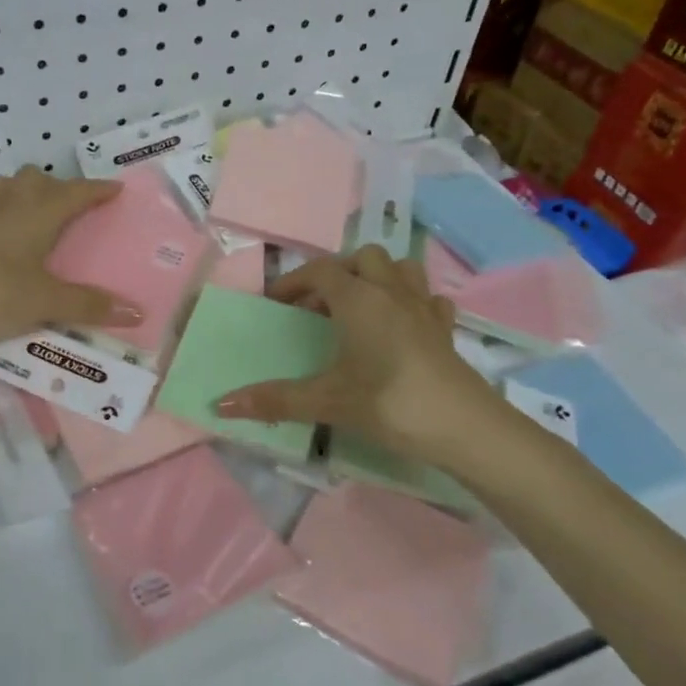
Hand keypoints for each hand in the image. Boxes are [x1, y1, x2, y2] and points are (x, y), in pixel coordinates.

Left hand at [0, 166, 143, 343]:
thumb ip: (90, 306)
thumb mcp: (47, 302)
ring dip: (17, 192)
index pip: (77, 192)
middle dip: (55, 187)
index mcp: (39, 212)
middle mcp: (8, 202)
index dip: (98, 190)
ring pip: (0, 186)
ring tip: (25, 211)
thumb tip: (138, 314)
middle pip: (36, 179)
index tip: (115, 189)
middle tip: (67, 208)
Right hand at [214, 246, 520, 473]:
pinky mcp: (446, 329)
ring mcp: (423, 308)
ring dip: (377, 277)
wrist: (464, 426)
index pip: (319, 272)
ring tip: (360, 307)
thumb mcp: (326, 401)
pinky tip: (402, 325)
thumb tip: (221, 404)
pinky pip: (428, 298)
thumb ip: (274, 399)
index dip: (293, 282)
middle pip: (362, 258)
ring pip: (400, 268)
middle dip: (337, 273)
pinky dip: (411, 302)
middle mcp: (391, 292)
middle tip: (319, 306)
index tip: (274, 303)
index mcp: (358, 299)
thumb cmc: (389, 403)